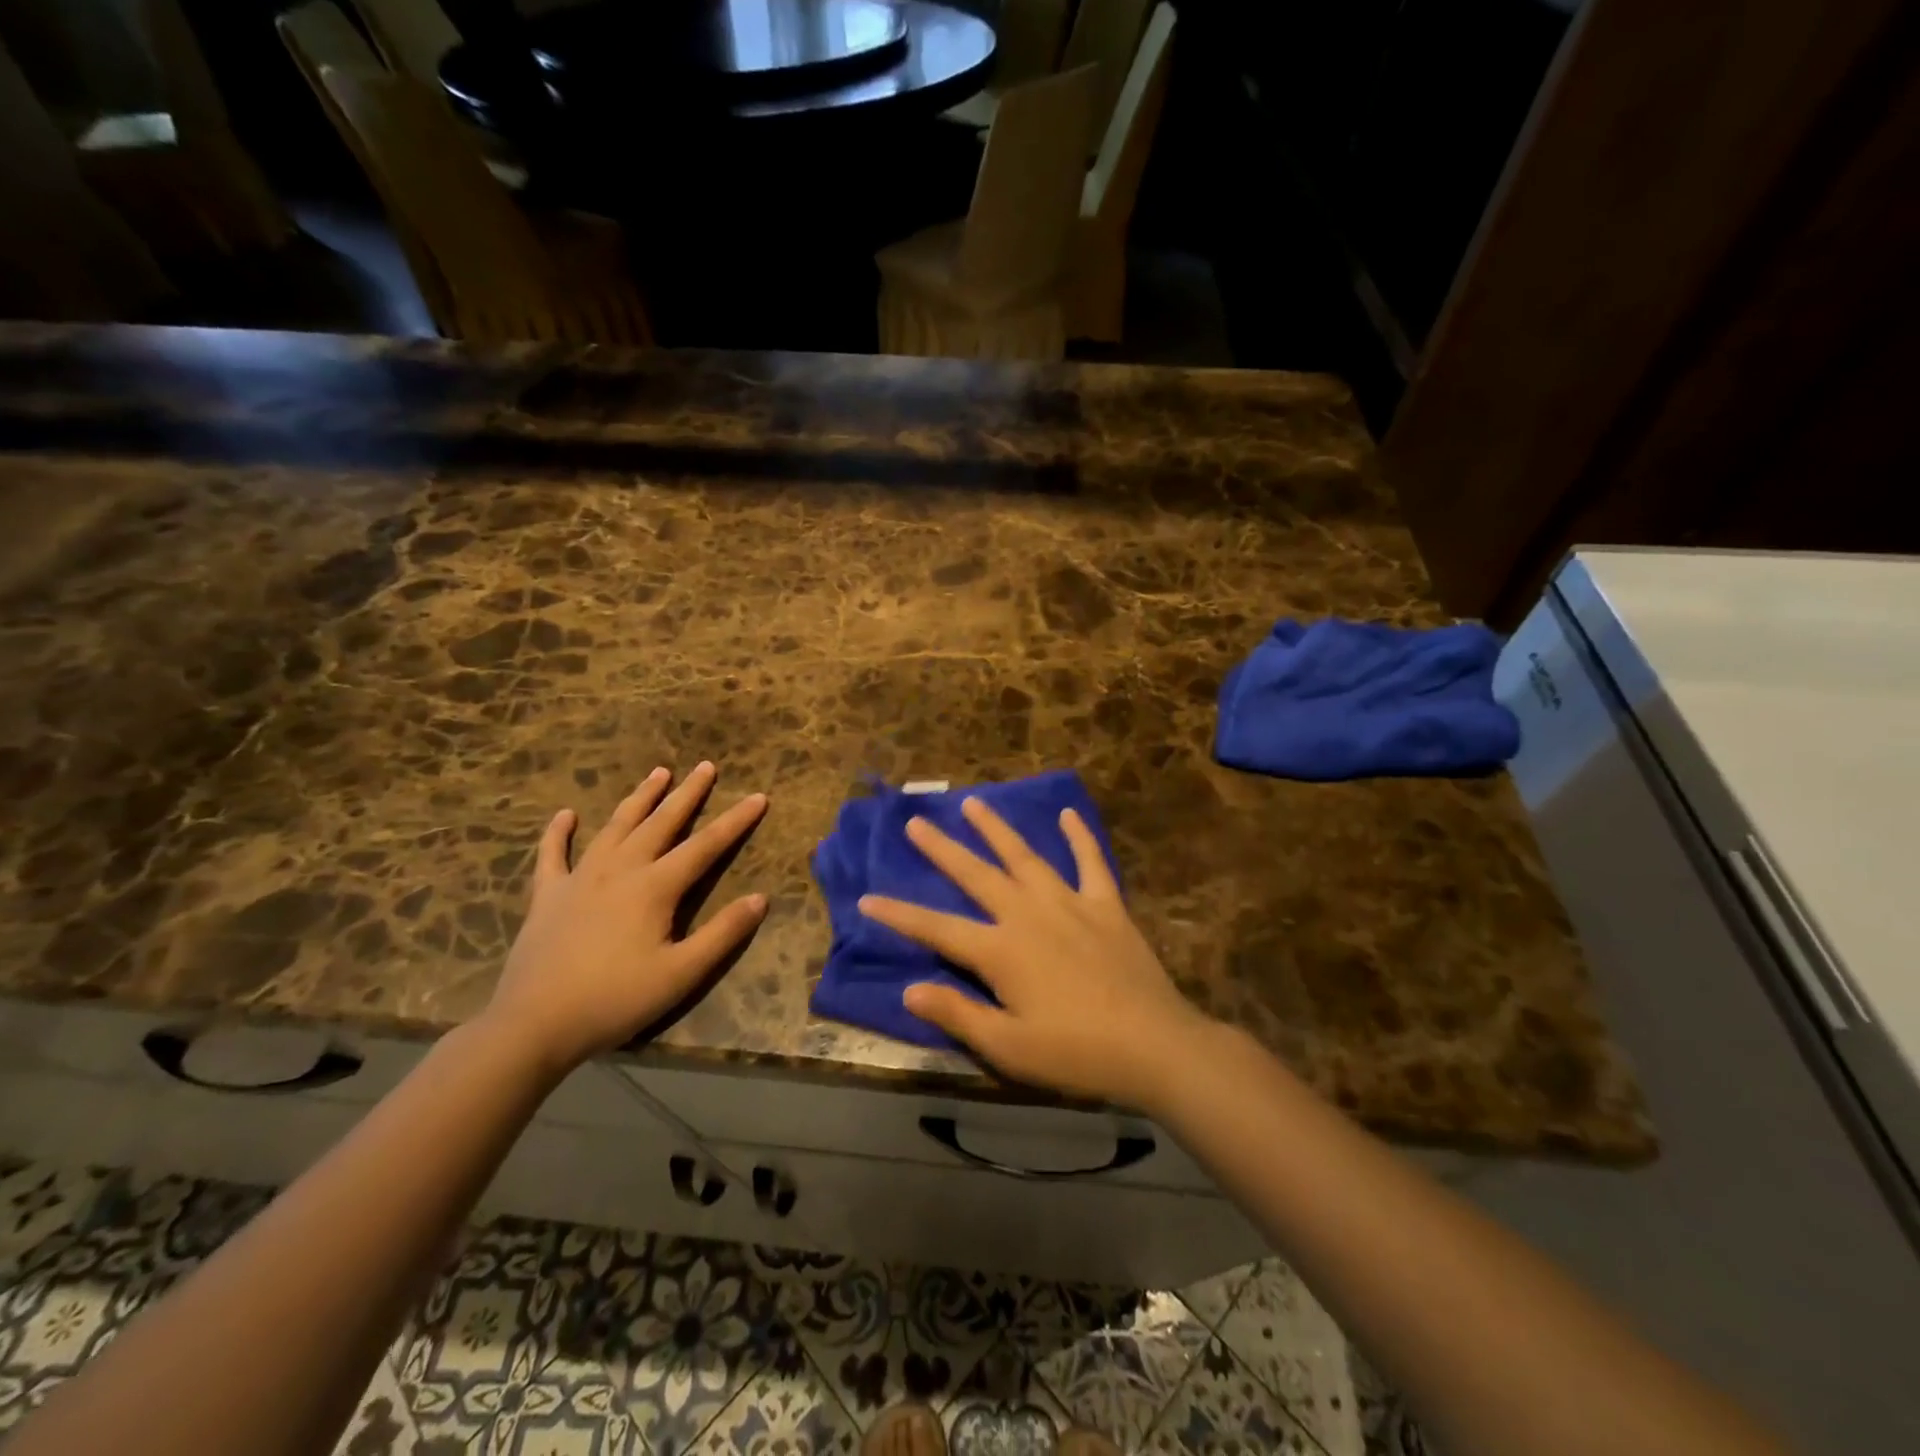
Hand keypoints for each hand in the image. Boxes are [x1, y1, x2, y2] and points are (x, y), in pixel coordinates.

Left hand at [481, 761, 768, 1073]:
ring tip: (658, 773)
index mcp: (655, 887)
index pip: (706, 845)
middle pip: (661, 823)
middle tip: (706, 766)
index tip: (759, 796)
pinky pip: (553, 854)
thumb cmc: (615, 1000)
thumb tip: (761, 898)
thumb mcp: (681, 974)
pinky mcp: (548, 895)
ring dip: (639, 798)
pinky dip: (559, 833)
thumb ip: (723, 934)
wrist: (534, 1024)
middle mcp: (620, 870)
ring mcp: (580, 878)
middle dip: (687, 794)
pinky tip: (566, 814)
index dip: (735, 821)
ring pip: (616, 827)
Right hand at [859, 798, 1214, 1108]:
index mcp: (1001, 951)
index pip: (937, 928)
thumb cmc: (1077, 1053)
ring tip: (973, 803)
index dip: (900, 914)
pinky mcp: (1106, 906)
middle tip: (916, 822)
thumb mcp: (1009, 1047)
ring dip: (997, 829)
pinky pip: (1091, 862)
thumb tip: (909, 989)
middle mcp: (1029, 914)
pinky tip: (1067, 815)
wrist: (1155, 1046)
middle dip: (942, 850)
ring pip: (1025, 857)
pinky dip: (1079, 837)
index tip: (868, 898)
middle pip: (976, 875)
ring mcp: (1070, 903)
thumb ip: (958, 1014)